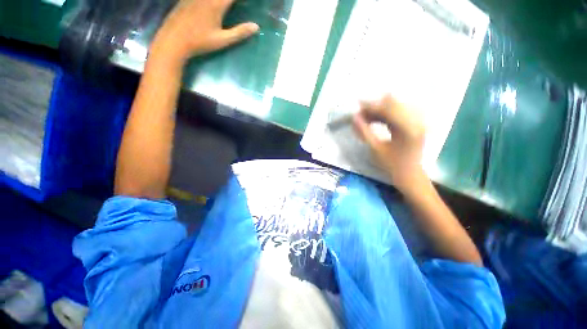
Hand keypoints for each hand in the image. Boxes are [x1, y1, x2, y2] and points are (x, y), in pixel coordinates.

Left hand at [152, 0, 259, 60]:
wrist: (174, 40)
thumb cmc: (200, 42)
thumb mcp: (222, 40)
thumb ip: (240, 32)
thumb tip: (256, 27)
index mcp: (216, 4)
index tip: (247, 2)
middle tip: (236, 4)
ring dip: (224, 0)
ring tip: (226, 5)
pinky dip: (211, 0)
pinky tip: (214, 5)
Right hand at [353, 94, 426, 193]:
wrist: (409, 174)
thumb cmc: (391, 165)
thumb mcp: (375, 149)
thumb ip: (364, 132)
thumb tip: (354, 118)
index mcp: (407, 128)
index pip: (387, 109)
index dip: (371, 106)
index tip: (357, 105)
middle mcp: (415, 120)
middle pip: (393, 103)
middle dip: (375, 106)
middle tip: (360, 114)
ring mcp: (416, 121)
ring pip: (395, 107)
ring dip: (379, 110)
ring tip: (365, 118)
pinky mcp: (414, 123)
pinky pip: (397, 113)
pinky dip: (384, 115)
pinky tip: (374, 120)